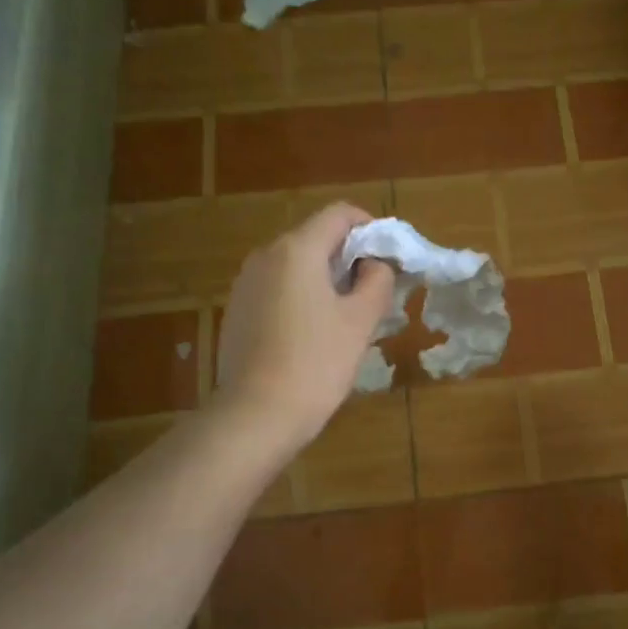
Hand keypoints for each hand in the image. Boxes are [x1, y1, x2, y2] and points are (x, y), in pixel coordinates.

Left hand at [216, 203, 395, 452]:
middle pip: (316, 238)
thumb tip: (375, 264)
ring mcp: (245, 283)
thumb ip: (377, 281)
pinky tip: (314, 334)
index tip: (390, 257)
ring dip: (326, 278)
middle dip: (349, 256)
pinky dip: (302, 296)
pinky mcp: (237, 310)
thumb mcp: (360, 321)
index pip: (339, 214)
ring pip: (296, 265)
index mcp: (297, 250)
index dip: (370, 227)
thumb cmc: (317, 363)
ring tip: (347, 315)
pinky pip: (278, 288)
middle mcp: (265, 255)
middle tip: (375, 290)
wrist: (256, 414)